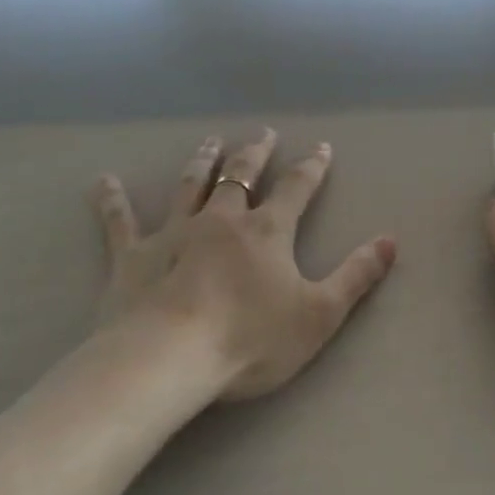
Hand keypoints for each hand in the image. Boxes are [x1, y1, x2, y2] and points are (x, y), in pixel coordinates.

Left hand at [91, 131, 397, 401]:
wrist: (169, 360)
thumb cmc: (250, 339)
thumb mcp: (320, 313)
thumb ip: (357, 276)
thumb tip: (391, 241)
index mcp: (267, 231)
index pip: (296, 188)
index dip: (312, 167)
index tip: (321, 147)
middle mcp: (222, 220)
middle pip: (241, 176)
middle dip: (255, 153)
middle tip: (263, 133)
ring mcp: (174, 233)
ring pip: (190, 186)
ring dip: (203, 162)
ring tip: (210, 141)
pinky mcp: (131, 257)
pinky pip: (120, 223)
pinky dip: (112, 201)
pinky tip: (103, 181)